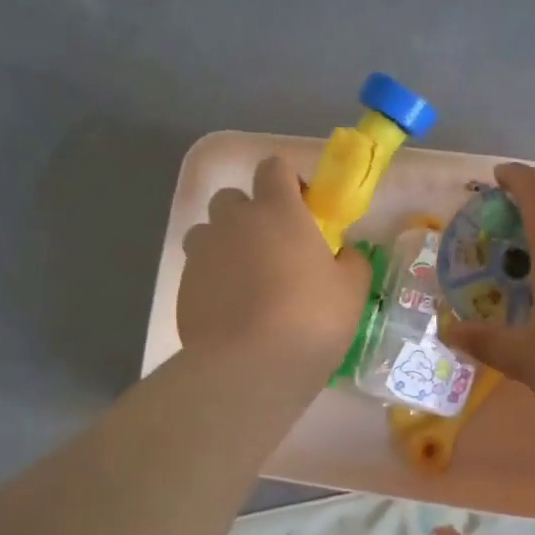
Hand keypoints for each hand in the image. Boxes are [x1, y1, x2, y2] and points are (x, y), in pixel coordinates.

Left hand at [179, 155, 371, 382]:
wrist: (251, 367)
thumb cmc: (311, 319)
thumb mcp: (351, 290)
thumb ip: (351, 261)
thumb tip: (345, 254)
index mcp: (277, 210)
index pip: (273, 167)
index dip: (287, 182)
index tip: (302, 209)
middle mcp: (233, 221)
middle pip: (232, 198)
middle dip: (249, 214)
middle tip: (272, 248)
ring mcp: (202, 253)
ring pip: (207, 232)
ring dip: (224, 244)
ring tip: (246, 280)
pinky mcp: (183, 286)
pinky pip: (198, 270)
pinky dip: (212, 280)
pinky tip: (231, 310)